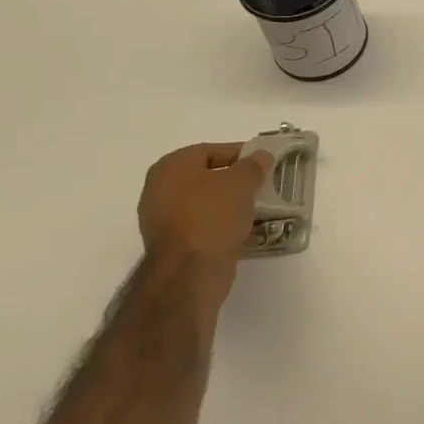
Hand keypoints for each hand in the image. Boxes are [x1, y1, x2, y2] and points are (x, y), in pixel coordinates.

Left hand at [136, 142, 272, 307]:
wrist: (189, 273)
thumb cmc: (212, 215)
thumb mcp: (241, 182)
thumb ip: (253, 165)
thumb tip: (261, 156)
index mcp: (171, 166)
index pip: (212, 150)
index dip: (241, 154)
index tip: (263, 162)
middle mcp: (159, 189)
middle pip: (206, 177)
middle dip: (234, 181)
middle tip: (260, 184)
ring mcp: (161, 220)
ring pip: (204, 203)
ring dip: (228, 204)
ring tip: (256, 207)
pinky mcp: (171, 246)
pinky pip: (201, 225)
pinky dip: (220, 225)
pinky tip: (241, 228)